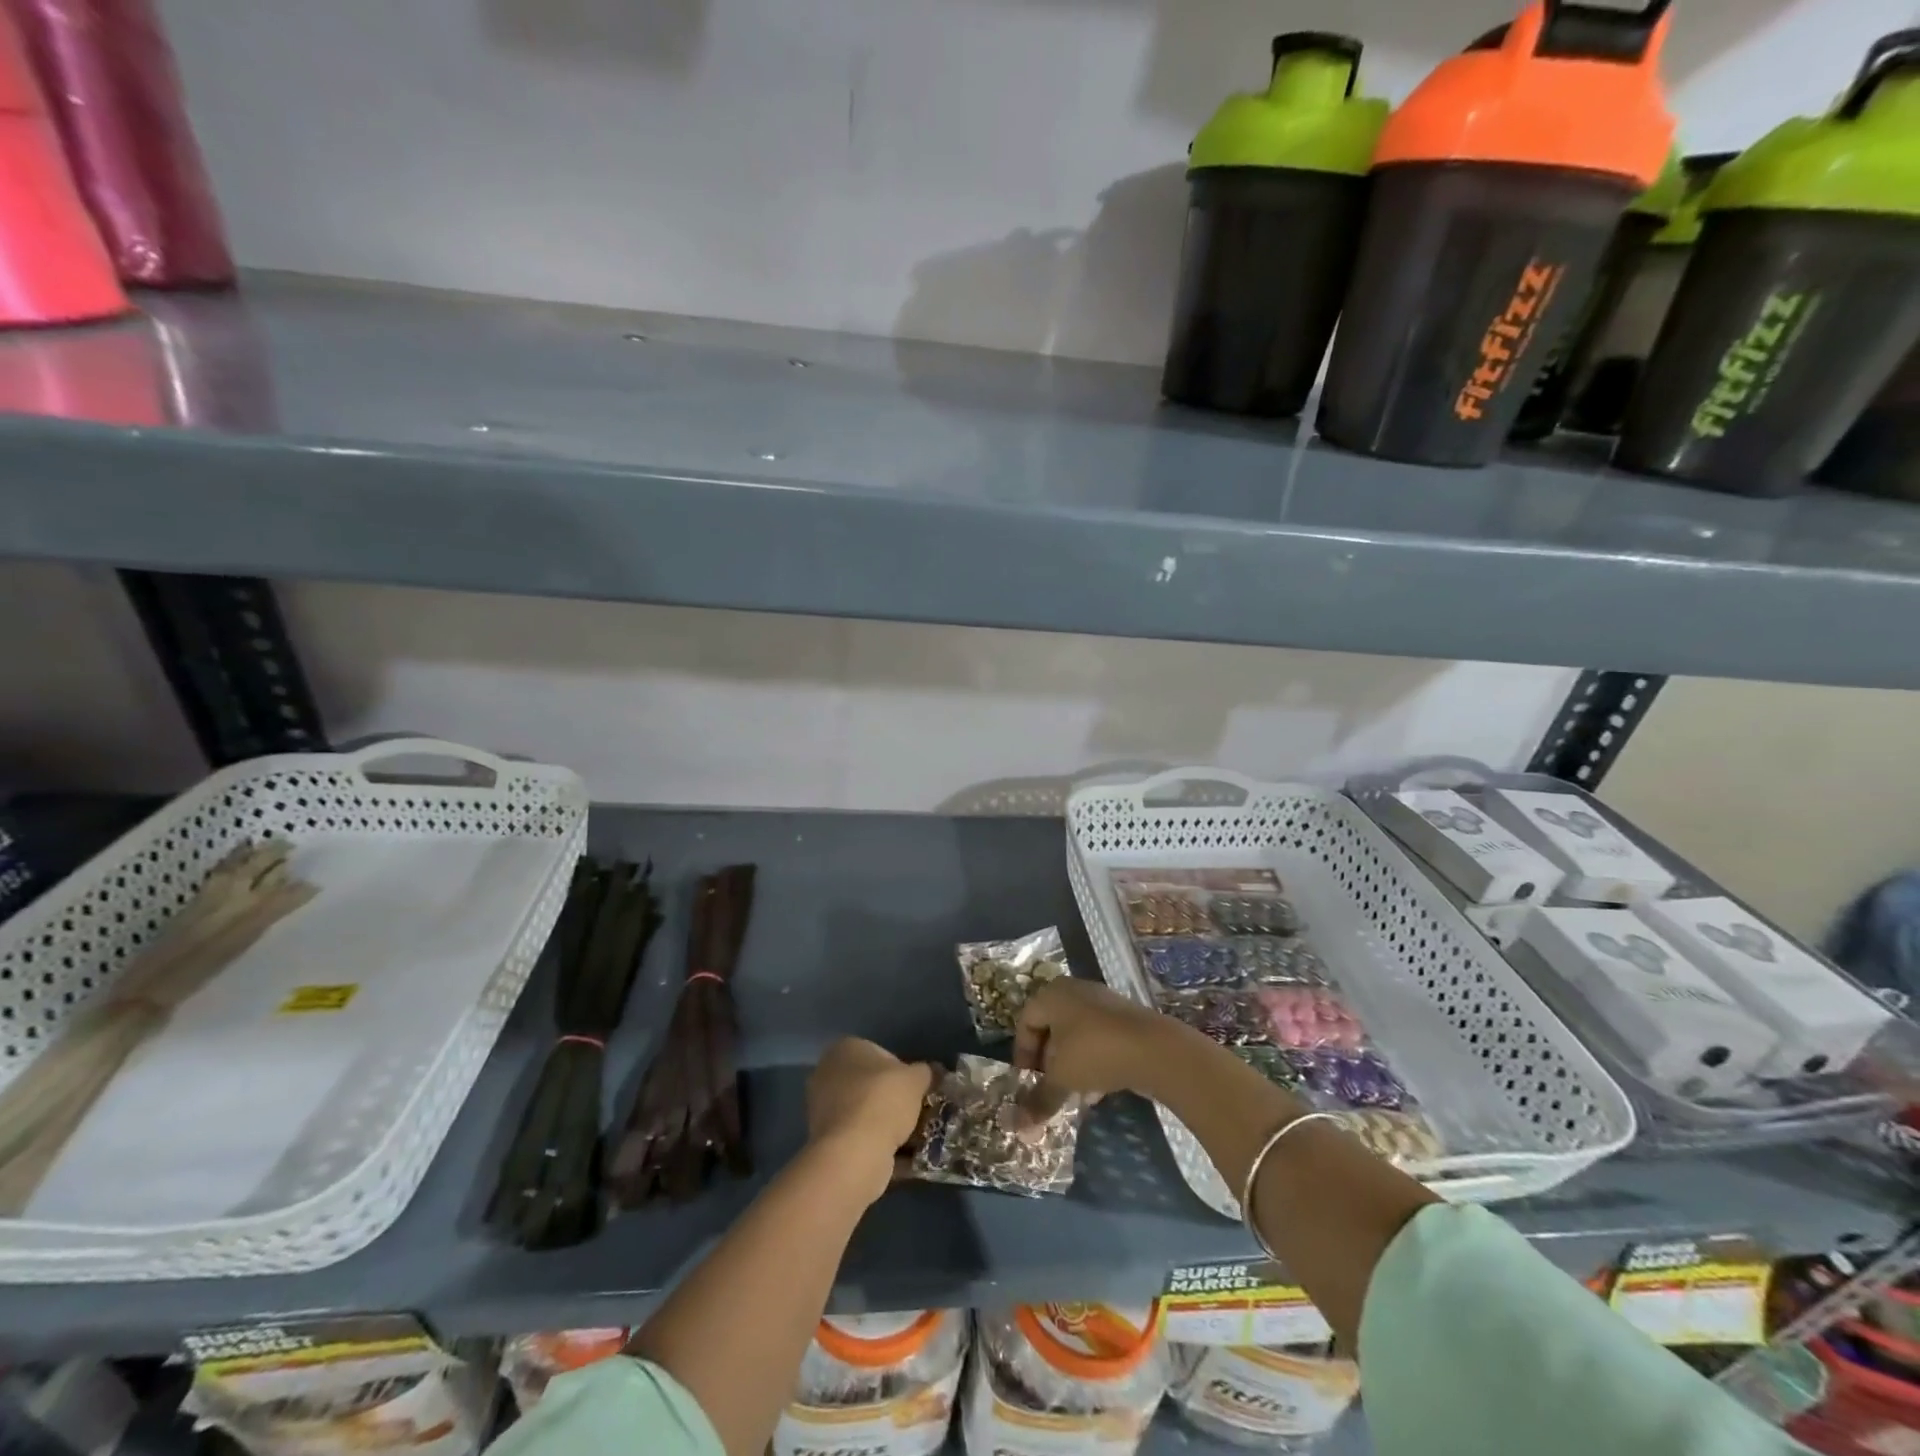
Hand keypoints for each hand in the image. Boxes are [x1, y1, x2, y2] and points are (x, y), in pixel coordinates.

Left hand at [805, 1038, 933, 1203]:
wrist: (853, 1154)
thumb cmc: (883, 1101)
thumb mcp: (916, 1079)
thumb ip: (926, 1072)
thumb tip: (931, 1073)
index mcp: (845, 1049)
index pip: (880, 1053)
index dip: (903, 1071)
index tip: (918, 1089)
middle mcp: (828, 1074)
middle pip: (871, 1085)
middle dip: (894, 1100)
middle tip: (918, 1113)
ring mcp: (823, 1110)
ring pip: (865, 1114)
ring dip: (888, 1125)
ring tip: (915, 1139)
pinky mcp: (826, 1142)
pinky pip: (859, 1139)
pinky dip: (879, 1146)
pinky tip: (903, 1158)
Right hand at [1013, 978, 1172, 1123]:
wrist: (1154, 1049)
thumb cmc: (1095, 1052)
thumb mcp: (1062, 1078)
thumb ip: (1039, 1099)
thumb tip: (1019, 1127)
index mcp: (1052, 994)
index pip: (1026, 1021)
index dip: (1021, 1053)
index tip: (1026, 1080)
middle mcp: (1075, 991)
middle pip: (1051, 1026)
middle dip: (1046, 1060)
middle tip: (1046, 1086)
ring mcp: (1102, 1003)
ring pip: (1076, 1035)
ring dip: (1069, 1064)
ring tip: (1070, 1093)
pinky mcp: (1124, 1019)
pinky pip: (1097, 1039)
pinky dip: (1091, 1062)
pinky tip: (1095, 1091)